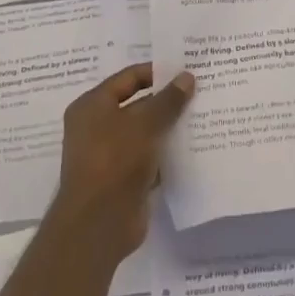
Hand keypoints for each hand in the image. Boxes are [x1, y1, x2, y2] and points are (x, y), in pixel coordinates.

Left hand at [47, 64, 193, 265]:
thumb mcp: (145, 124)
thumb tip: (187, 77)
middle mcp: (97, 127)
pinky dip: (167, 153)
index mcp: (92, 106)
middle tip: (200, 92)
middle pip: (137, 105)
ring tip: (202, 116)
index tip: (186, 71)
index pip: (128, 78)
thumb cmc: (115, 161)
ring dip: (169, 128)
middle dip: (167, 101)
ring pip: (145, 133)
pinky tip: (193, 148)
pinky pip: (149, 157)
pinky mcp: (123, 179)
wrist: (98, 224)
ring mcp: (109, 155)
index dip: (157, 72)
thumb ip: (168, 100)